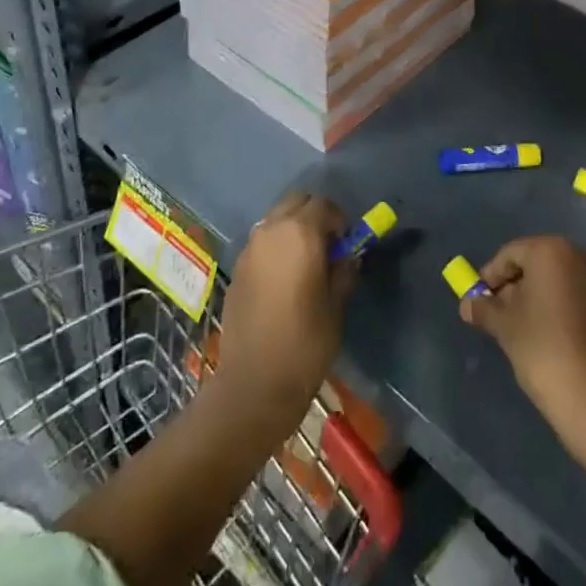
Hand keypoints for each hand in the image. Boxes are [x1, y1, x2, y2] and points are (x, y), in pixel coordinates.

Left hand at [209, 193, 355, 436]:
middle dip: (314, 216)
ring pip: (276, 219)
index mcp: (300, 233)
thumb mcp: (336, 306)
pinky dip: (276, 245)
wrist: (253, 383)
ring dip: (293, 228)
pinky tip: (283, 277)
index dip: (339, 221)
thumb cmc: (305, 344)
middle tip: (327, 247)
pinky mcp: (238, 266)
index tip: (346, 245)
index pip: (324, 205)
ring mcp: (250, 246)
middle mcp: (271, 229)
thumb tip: (347, 255)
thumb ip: (343, 271)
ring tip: (305, 262)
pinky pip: (262, 240)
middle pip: (296, 202)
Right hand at [461, 236, 585, 451]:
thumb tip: (467, 304)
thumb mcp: (505, 328)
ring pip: (558, 283)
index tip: (478, 301)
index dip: (490, 276)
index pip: (510, 254)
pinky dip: (559, 311)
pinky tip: (549, 340)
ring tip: (520, 331)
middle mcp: (580, 257)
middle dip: (514, 287)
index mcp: (552, 251)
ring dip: (536, 300)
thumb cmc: (545, 351)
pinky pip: (577, 300)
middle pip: (536, 264)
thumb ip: (484, 310)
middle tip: (497, 316)